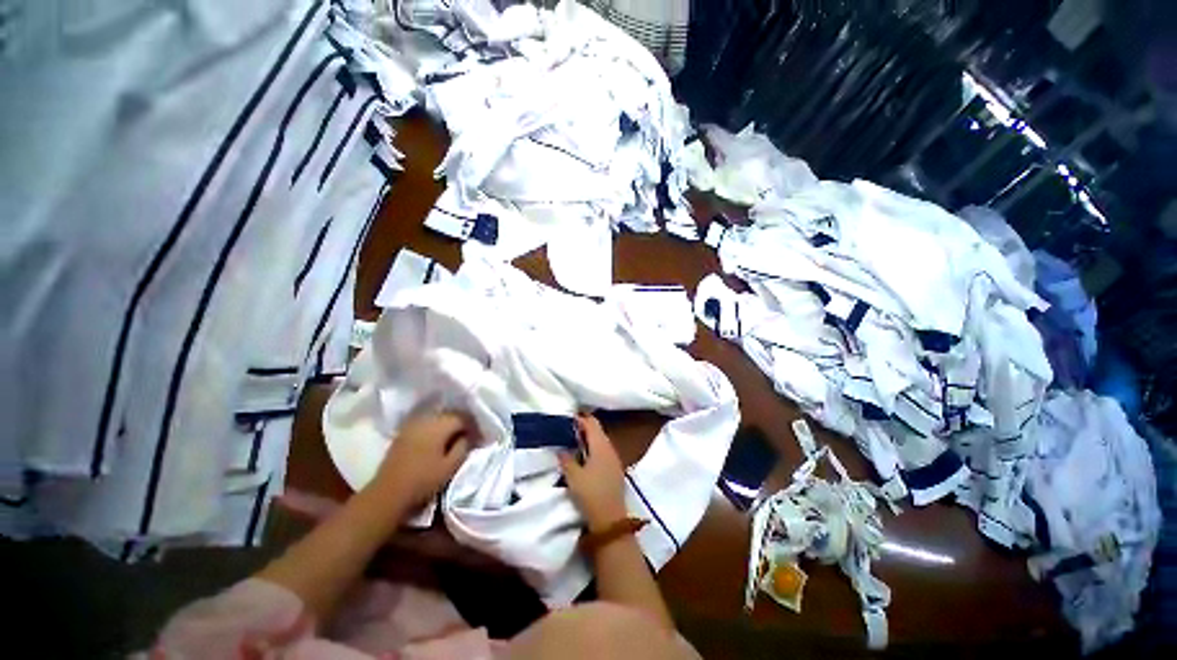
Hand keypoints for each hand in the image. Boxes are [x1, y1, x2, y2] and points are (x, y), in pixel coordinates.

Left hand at [371, 412, 472, 507]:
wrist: (387, 495)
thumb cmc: (423, 481)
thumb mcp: (451, 466)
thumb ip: (464, 446)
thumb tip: (468, 435)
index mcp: (439, 424)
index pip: (463, 416)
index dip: (474, 425)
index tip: (479, 436)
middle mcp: (425, 419)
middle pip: (449, 414)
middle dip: (461, 423)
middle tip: (469, 436)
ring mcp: (412, 425)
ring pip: (437, 418)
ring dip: (447, 426)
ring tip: (454, 438)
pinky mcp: (403, 434)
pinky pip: (425, 424)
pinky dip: (434, 429)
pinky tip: (437, 441)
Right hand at [558, 414, 627, 531]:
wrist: (610, 518)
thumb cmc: (590, 493)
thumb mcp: (573, 476)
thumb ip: (566, 459)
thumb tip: (561, 448)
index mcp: (600, 445)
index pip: (591, 423)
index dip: (580, 419)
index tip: (567, 418)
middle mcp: (610, 448)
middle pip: (597, 430)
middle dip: (584, 427)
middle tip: (568, 428)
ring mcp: (614, 458)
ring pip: (601, 440)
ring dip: (589, 437)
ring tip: (574, 440)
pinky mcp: (615, 468)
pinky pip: (604, 450)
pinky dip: (594, 447)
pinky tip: (585, 455)